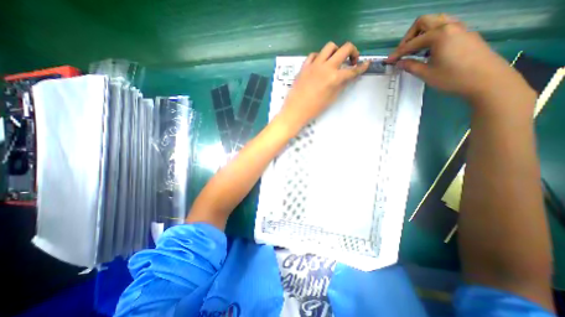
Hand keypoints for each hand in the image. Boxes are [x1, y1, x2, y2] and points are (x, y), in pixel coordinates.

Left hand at [277, 40, 371, 130]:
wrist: (295, 110)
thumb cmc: (314, 109)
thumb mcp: (331, 99)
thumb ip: (341, 85)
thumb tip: (348, 77)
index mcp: (334, 78)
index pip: (352, 70)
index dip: (362, 67)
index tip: (366, 64)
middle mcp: (326, 67)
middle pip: (345, 48)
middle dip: (353, 52)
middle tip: (352, 61)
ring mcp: (314, 64)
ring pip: (329, 47)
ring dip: (336, 51)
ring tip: (335, 61)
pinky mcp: (304, 66)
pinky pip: (314, 54)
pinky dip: (320, 57)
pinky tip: (320, 64)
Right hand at [386, 14, 535, 108]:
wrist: (486, 79)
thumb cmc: (453, 77)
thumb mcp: (426, 73)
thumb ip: (411, 66)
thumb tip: (399, 62)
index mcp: (439, 34)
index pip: (411, 43)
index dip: (397, 53)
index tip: (388, 61)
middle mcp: (450, 26)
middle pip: (423, 22)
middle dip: (409, 37)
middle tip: (403, 52)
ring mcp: (460, 29)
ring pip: (435, 23)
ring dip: (421, 34)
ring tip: (414, 51)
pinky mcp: (465, 35)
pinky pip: (444, 29)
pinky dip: (431, 36)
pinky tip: (428, 51)